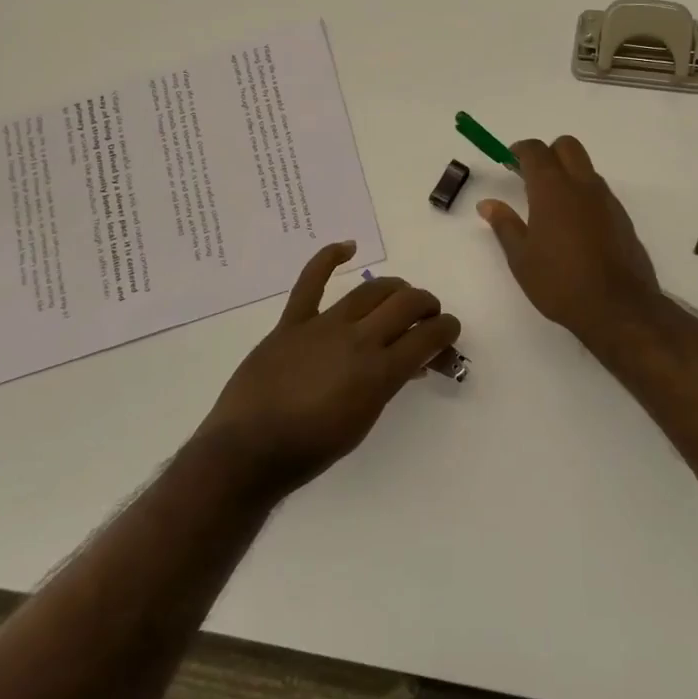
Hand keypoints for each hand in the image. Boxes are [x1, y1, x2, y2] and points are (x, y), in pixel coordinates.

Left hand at [192, 242, 460, 495]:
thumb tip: (408, 362)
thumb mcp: (364, 421)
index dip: (446, 329)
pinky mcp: (293, 322)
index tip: (448, 331)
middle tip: (427, 315)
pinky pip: (311, 281)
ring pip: (370, 290)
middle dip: (426, 305)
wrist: (249, 451)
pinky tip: (347, 247)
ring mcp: (324, 326)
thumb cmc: (312, 448)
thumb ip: (388, 384)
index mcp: (380, 372)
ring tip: (400, 295)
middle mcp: (358, 340)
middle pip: (406, 303)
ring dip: (394, 289)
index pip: (428, 336)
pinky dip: (329, 258)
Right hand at [478, 136, 661, 346]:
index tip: (509, 161)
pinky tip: (574, 226)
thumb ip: (504, 225)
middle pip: (567, 146)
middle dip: (548, 153)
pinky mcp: (622, 217)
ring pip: (586, 168)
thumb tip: (487, 204)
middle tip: (530, 177)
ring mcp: (606, 199)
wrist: (617, 307)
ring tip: (551, 206)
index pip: (536, 150)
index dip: (520, 150)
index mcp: (553, 189)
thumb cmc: (559, 281)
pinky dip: (584, 195)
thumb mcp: (521, 257)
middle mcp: (582, 185)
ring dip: (568, 173)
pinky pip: (599, 192)